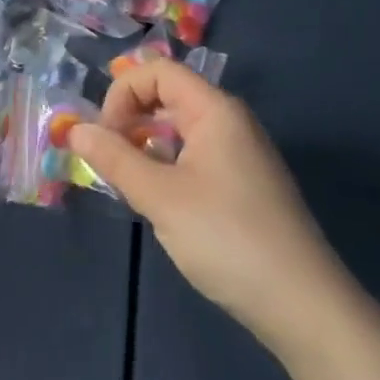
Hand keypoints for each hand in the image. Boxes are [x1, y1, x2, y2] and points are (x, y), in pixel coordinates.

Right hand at [70, 60, 357, 352]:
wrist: (305, 308)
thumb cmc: (228, 239)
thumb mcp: (160, 197)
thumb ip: (114, 158)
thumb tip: (75, 129)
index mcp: (215, 110)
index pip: (157, 71)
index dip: (122, 93)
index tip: (105, 136)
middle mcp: (230, 122)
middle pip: (168, 96)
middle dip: (130, 119)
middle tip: (109, 161)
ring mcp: (241, 154)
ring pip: (179, 129)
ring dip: (146, 146)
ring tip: (129, 184)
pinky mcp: (244, 185)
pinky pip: (194, 155)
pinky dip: (167, 166)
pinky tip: (160, 203)